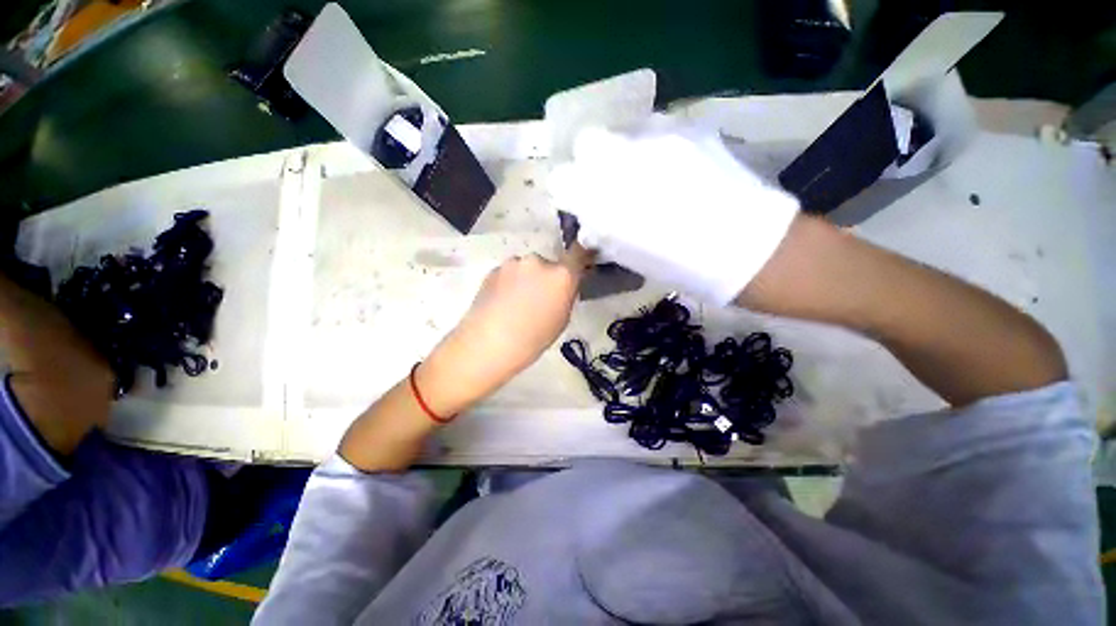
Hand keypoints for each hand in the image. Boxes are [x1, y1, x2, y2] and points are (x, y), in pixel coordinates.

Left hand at [416, 250, 589, 415]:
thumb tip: (562, 286)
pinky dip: (509, 283)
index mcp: (561, 275)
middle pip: (548, 265)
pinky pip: (509, 273)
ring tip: (516, 303)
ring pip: (526, 268)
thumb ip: (565, 295)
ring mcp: (513, 263)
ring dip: (526, 279)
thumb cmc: (533, 339)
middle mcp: (538, 261)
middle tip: (539, 299)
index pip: (577, 254)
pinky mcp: (493, 269)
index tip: (581, 260)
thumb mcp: (562, 320)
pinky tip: (502, 303)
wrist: (488, 343)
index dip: (581, 255)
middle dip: (546, 277)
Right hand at [549, 119, 798, 305]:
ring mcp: (660, 138)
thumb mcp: (630, 256)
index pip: (563, 179)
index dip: (567, 188)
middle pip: (588, 141)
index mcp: (607, 200)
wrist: (750, 248)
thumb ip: (603, 230)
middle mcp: (626, 160)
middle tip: (607, 182)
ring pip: (623, 131)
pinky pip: (656, 130)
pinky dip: (652, 147)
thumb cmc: (683, 265)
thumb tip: (590, 216)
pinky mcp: (691, 130)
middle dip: (590, 160)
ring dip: (622, 151)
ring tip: (643, 176)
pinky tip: (670, 169)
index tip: (577, 198)